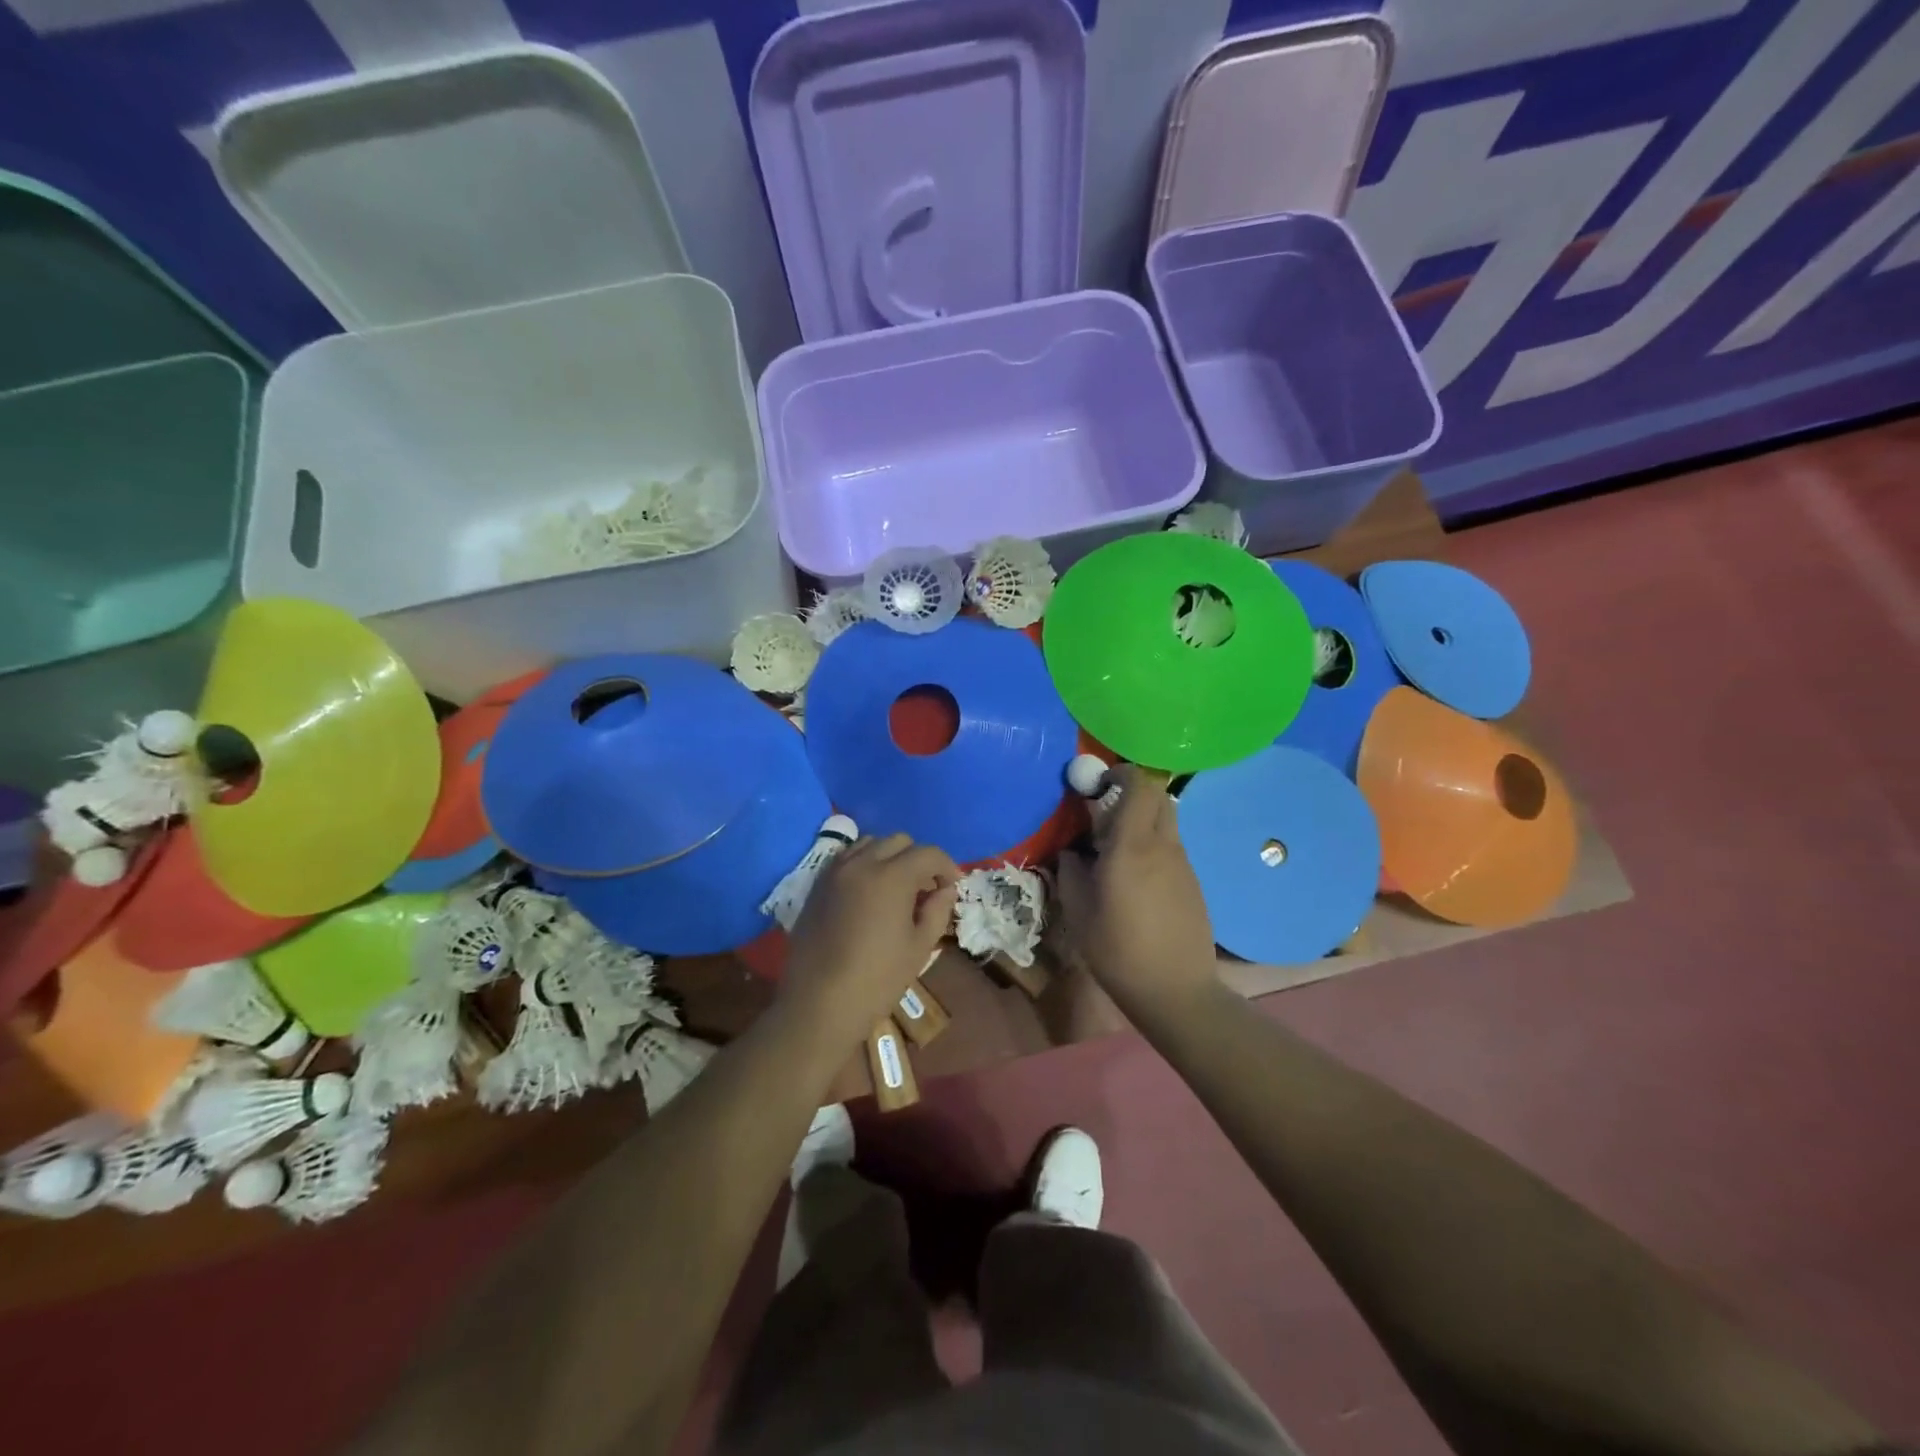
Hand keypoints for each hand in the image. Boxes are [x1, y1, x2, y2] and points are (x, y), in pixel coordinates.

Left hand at [782, 834, 958, 1044]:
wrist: (819, 1004)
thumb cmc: (877, 979)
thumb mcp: (919, 947)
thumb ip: (937, 910)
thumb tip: (945, 890)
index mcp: (891, 876)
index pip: (928, 854)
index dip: (947, 867)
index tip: (953, 888)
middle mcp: (861, 863)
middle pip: (899, 842)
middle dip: (918, 859)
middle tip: (926, 889)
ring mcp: (834, 872)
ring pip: (869, 844)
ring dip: (889, 857)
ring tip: (896, 887)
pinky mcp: (817, 885)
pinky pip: (846, 859)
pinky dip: (863, 864)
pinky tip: (868, 893)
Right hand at [1055, 766, 1217, 1017]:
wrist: (1176, 990)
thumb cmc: (1118, 950)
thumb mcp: (1078, 911)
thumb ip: (1071, 871)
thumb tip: (1071, 852)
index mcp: (1132, 845)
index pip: (1140, 785)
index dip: (1121, 773)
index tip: (1098, 784)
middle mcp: (1163, 845)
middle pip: (1158, 797)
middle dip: (1133, 794)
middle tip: (1105, 815)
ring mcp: (1183, 864)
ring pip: (1166, 823)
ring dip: (1142, 823)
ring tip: (1116, 853)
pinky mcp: (1193, 883)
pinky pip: (1171, 849)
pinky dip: (1153, 848)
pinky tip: (1136, 883)